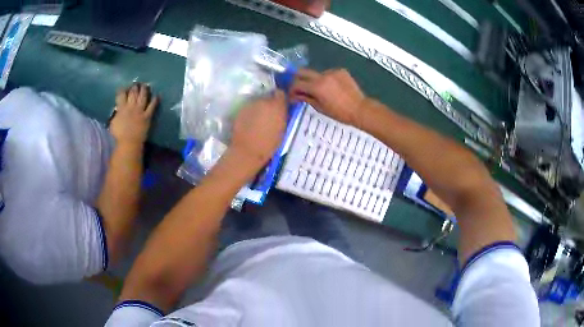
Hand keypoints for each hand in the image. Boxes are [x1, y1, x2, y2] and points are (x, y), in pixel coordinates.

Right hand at [110, 83, 158, 144]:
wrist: (129, 143)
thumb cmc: (118, 135)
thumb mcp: (113, 123)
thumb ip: (116, 114)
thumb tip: (118, 110)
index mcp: (121, 108)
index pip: (121, 95)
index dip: (121, 90)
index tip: (122, 87)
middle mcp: (131, 106)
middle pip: (133, 93)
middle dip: (134, 87)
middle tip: (135, 84)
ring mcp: (140, 110)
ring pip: (143, 96)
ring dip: (144, 90)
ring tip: (145, 85)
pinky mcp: (147, 116)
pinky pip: (152, 106)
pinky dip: (155, 100)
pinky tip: (157, 95)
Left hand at [229, 90, 287, 170]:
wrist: (247, 150)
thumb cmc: (269, 144)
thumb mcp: (282, 129)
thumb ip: (282, 116)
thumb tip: (281, 110)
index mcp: (277, 106)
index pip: (280, 93)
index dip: (280, 99)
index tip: (279, 106)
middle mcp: (264, 101)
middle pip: (267, 96)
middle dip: (269, 103)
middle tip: (269, 114)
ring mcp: (251, 104)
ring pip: (257, 102)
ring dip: (259, 107)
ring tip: (258, 119)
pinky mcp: (241, 110)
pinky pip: (248, 108)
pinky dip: (250, 113)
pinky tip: (249, 122)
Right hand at [290, 68, 366, 127]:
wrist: (360, 109)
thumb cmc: (340, 113)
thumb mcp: (320, 108)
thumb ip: (306, 99)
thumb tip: (295, 96)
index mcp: (316, 86)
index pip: (296, 83)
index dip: (291, 89)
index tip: (291, 94)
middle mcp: (323, 75)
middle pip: (303, 71)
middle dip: (297, 79)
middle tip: (297, 87)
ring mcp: (332, 72)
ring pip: (316, 73)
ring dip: (313, 80)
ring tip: (319, 90)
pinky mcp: (341, 71)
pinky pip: (328, 73)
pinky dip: (326, 79)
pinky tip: (331, 88)